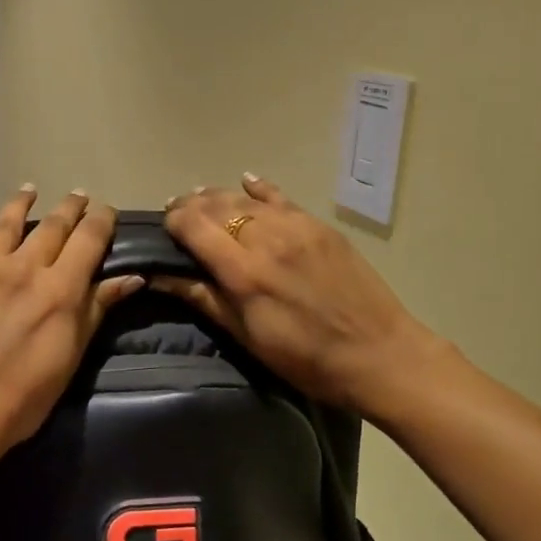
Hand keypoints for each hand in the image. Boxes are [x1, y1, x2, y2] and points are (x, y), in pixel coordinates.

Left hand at [0, 187, 142, 471]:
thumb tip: (132, 277)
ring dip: (19, 203)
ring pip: (4, 223)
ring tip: (28, 191)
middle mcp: (22, 266)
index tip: (107, 211)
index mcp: (58, 287)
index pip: (89, 238)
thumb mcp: (70, 357)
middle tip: (77, 196)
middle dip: (69, 207)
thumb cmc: (22, 397)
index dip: (101, 219)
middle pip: (52, 225)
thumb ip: (97, 310)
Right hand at [159, 175, 452, 420]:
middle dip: (190, 206)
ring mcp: (295, 226)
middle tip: (176, 215)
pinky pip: (280, 197)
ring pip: (244, 198)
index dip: (172, 222)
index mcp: (243, 271)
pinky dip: (258, 188)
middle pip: (215, 206)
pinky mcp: (319, 225)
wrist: (380, 354)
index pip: (193, 226)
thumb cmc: (305, 358)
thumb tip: (160, 276)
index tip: (164, 229)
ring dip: (217, 196)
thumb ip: (203, 298)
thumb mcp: (247, 336)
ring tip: (201, 200)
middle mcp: (265, 238)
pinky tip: (245, 181)